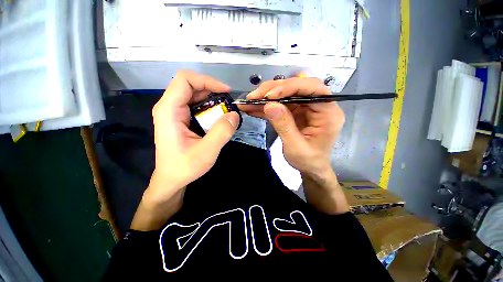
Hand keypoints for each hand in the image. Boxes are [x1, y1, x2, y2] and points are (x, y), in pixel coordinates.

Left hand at [131, 71, 238, 229]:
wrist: (172, 179)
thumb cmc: (185, 167)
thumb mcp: (207, 151)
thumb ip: (221, 132)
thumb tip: (234, 114)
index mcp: (169, 110)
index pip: (185, 80)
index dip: (207, 80)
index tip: (226, 92)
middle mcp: (169, 107)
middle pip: (190, 85)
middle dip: (212, 90)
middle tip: (229, 103)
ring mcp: (174, 112)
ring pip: (194, 94)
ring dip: (212, 99)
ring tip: (226, 111)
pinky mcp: (180, 119)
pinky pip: (196, 105)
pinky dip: (209, 107)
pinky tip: (218, 118)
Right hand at [241, 77, 344, 176]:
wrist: (309, 168)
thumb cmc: (308, 160)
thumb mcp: (295, 147)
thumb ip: (284, 125)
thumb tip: (269, 105)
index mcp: (328, 113)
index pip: (313, 89)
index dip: (291, 87)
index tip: (269, 95)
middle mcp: (318, 105)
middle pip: (297, 87)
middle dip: (273, 90)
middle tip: (253, 96)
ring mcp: (305, 107)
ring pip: (285, 94)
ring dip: (266, 97)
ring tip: (249, 102)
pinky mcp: (295, 111)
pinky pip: (280, 104)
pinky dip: (266, 106)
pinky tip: (253, 108)